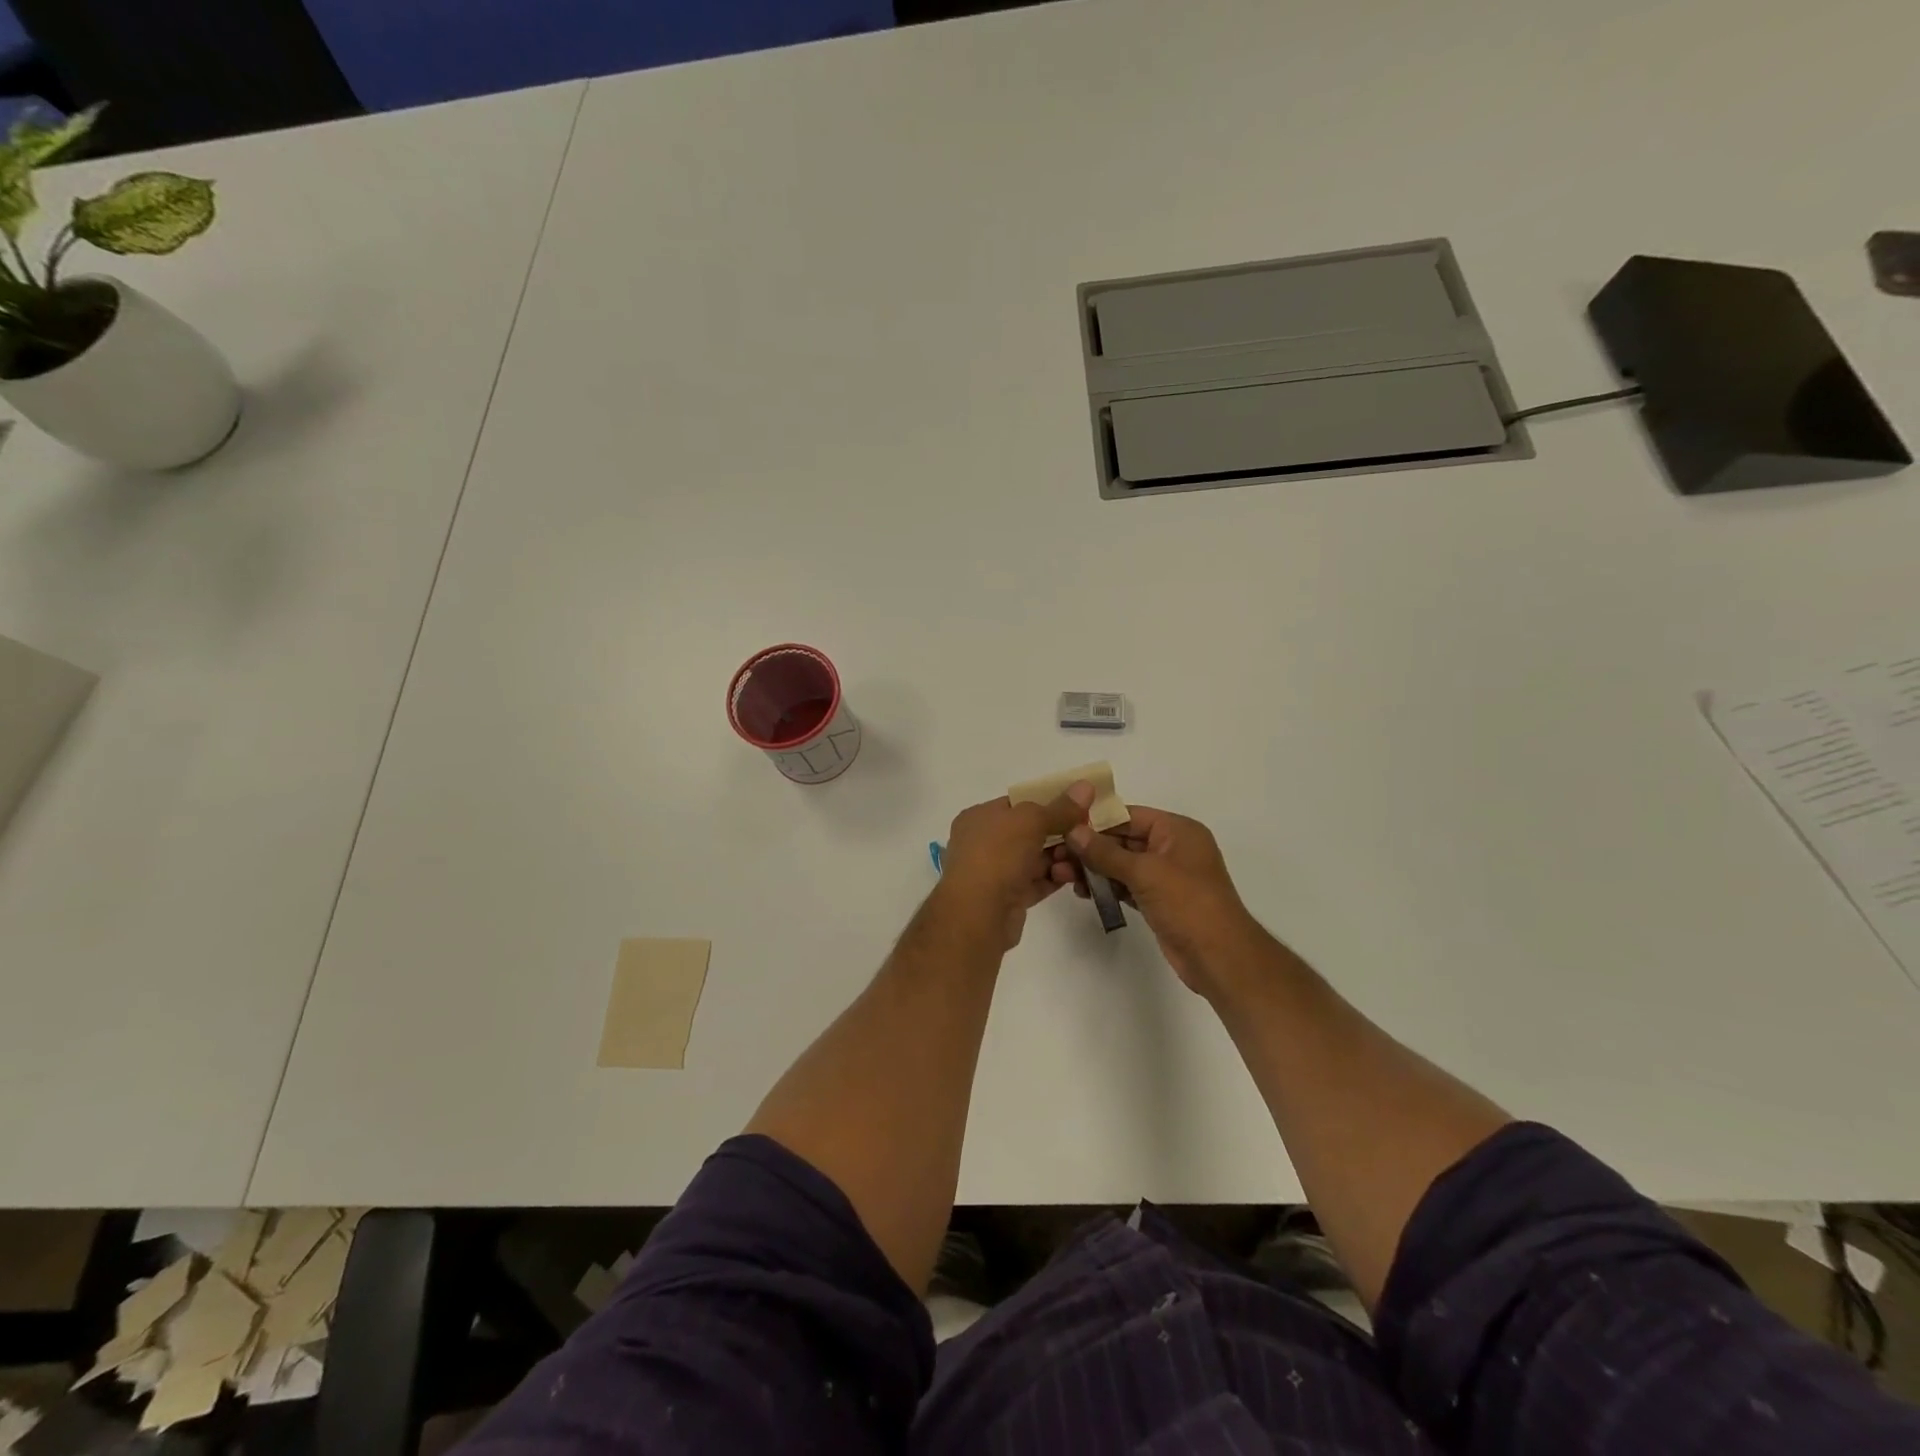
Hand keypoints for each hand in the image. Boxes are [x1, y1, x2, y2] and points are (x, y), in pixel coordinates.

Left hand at [935, 784, 1094, 950]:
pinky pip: (1036, 882)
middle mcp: (984, 842)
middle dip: (1059, 833)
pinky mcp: (1008, 898)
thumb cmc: (997, 855)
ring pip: (1034, 859)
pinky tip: (1075, 876)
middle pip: (1029, 832)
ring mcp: (995, 872)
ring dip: (1059, 857)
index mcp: (980, 817)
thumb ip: (1060, 807)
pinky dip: (1054, 878)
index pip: (1018, 804)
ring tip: (1081, 858)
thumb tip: (1086, 785)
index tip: (1079, 806)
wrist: (978, 914)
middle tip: (1087, 833)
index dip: (1048, 803)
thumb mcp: (1030, 821)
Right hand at [1068, 805, 1261, 995]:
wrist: (1219, 958)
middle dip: (1090, 848)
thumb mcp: (1145, 872)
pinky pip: (1126, 885)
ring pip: (1121, 864)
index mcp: (1177, 830)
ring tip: (1061, 875)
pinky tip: (1081, 890)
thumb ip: (1106, 852)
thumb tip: (1073, 831)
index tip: (1062, 825)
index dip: (1096, 820)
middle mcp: (1172, 848)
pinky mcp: (1158, 900)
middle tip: (1056, 855)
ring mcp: (1165, 876)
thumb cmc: (1188, 904)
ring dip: (1093, 868)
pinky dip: (1106, 886)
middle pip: (1123, 840)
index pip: (1129, 816)